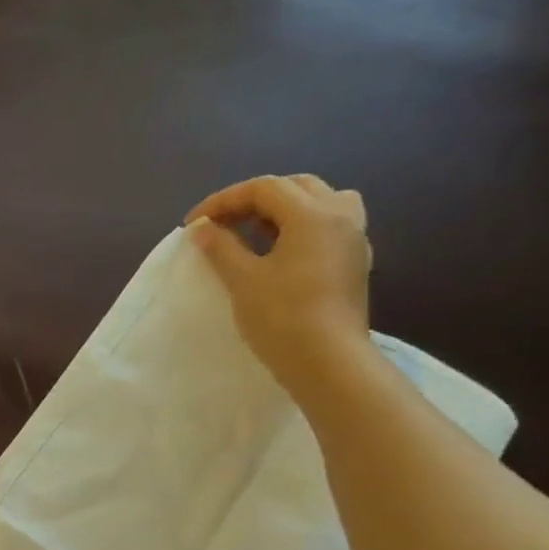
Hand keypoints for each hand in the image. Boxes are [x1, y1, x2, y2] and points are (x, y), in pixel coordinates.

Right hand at [184, 174, 372, 394]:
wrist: (328, 362)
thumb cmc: (282, 318)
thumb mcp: (243, 280)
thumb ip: (221, 248)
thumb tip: (202, 228)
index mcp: (312, 213)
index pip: (263, 188)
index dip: (223, 200)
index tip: (193, 223)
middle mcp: (340, 214)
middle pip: (294, 187)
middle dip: (253, 200)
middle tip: (221, 224)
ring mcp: (354, 237)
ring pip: (319, 202)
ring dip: (283, 209)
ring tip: (256, 232)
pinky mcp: (355, 262)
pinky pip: (329, 226)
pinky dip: (302, 227)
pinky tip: (284, 251)